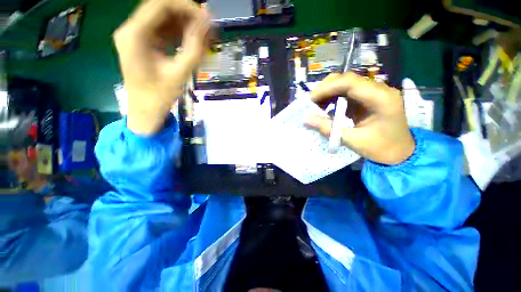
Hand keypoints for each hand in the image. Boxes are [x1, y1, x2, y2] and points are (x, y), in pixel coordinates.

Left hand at [114, 0, 211, 134]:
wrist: (146, 110)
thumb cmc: (160, 95)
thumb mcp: (181, 72)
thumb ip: (195, 47)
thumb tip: (207, 23)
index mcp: (134, 34)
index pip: (161, 5)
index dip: (186, 7)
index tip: (206, 18)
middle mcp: (131, 30)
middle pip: (161, 9)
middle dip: (186, 15)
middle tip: (207, 28)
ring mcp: (134, 36)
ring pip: (162, 19)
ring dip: (183, 24)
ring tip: (203, 36)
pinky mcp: (141, 44)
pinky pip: (161, 31)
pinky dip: (177, 33)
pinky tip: (191, 41)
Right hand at [306, 72, 414, 164]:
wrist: (399, 153)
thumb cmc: (380, 149)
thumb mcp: (352, 140)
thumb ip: (328, 129)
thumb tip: (306, 119)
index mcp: (381, 99)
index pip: (350, 82)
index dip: (327, 88)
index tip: (311, 99)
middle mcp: (379, 90)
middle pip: (348, 79)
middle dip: (326, 89)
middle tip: (312, 103)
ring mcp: (374, 92)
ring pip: (346, 83)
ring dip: (329, 92)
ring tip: (317, 105)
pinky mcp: (368, 97)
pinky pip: (348, 92)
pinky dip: (334, 97)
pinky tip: (327, 107)